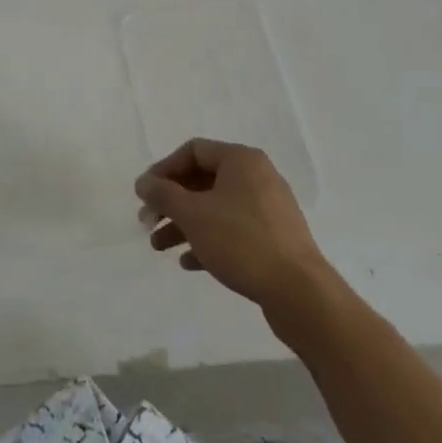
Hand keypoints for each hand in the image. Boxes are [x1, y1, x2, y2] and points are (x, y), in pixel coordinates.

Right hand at [135, 139, 329, 314]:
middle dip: (171, 202)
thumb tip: (143, 182)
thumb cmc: (241, 241)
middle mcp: (257, 176)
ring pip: (216, 208)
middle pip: (203, 180)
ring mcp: (268, 208)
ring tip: (159, 247)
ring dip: (185, 224)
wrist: (298, 291)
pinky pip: (233, 230)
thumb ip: (163, 195)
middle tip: (147, 223)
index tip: (144, 194)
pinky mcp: (274, 238)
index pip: (193, 151)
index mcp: (241, 160)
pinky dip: (209, 240)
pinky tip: (189, 262)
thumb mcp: (193, 215)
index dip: (163, 169)